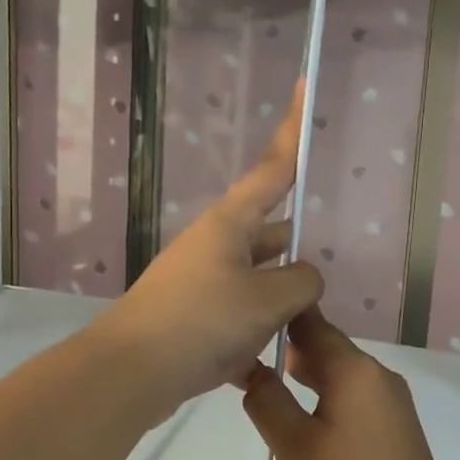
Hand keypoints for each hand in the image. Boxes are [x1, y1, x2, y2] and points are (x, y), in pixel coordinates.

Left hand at [90, 85, 323, 415]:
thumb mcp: (266, 300)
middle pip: (268, 232)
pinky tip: (276, 364)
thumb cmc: (201, 321)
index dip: (292, 131)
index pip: (272, 168)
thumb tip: (304, 279)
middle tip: (328, 262)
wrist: (130, 373)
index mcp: (230, 223)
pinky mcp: (193, 318)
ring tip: (312, 322)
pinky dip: (257, 335)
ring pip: (256, 279)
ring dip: (281, 299)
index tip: (304, 87)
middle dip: (296, 247)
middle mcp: (214, 245)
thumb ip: (301, 283)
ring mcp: (201, 282)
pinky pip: (238, 316)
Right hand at [241, 307, 459, 459]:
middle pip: (322, 357)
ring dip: (297, 403)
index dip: (276, 319)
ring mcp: (388, 413)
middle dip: (282, 365)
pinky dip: (317, 432)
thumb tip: (252, 371)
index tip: (241, 325)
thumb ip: (267, 401)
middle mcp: (377, 382)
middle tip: (239, 376)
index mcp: (355, 371)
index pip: (311, 324)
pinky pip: (346, 422)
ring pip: (332, 393)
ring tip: (258, 420)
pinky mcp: (391, 442)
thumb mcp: (294, 447)